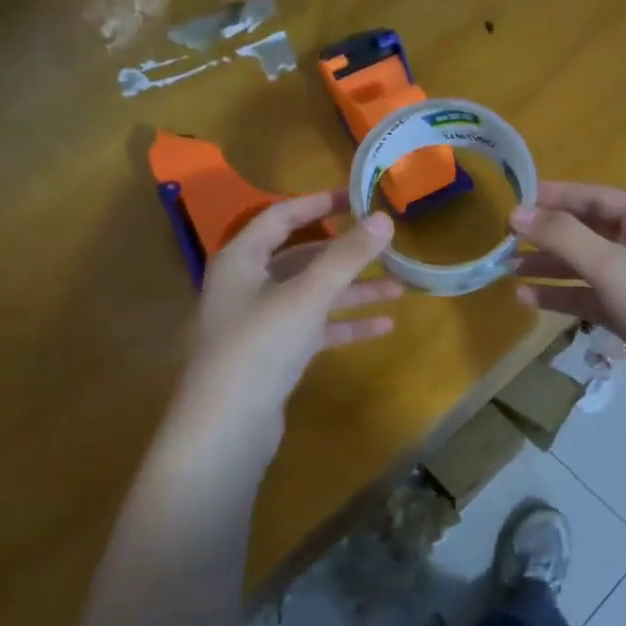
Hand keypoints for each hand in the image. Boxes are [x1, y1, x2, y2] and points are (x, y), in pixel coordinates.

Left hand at [158, 190, 399, 482]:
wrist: (226, 428)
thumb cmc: (260, 346)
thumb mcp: (307, 295)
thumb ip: (346, 256)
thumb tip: (383, 218)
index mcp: (241, 259)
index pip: (281, 216)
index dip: (319, 203)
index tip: (358, 197)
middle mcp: (247, 285)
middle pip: (301, 257)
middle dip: (346, 254)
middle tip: (386, 244)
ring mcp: (260, 322)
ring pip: (312, 295)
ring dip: (353, 291)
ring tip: (400, 287)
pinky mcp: (274, 355)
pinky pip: (315, 328)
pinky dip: (345, 324)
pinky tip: (384, 326)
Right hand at [511, 183, 625, 420]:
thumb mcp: (613, 265)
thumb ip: (564, 236)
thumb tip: (516, 213)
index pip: (598, 198)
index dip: (558, 197)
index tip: (517, 200)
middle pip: (589, 232)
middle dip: (549, 236)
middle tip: (506, 238)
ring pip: (585, 268)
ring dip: (549, 267)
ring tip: (508, 268)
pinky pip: (588, 298)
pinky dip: (560, 296)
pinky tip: (526, 298)